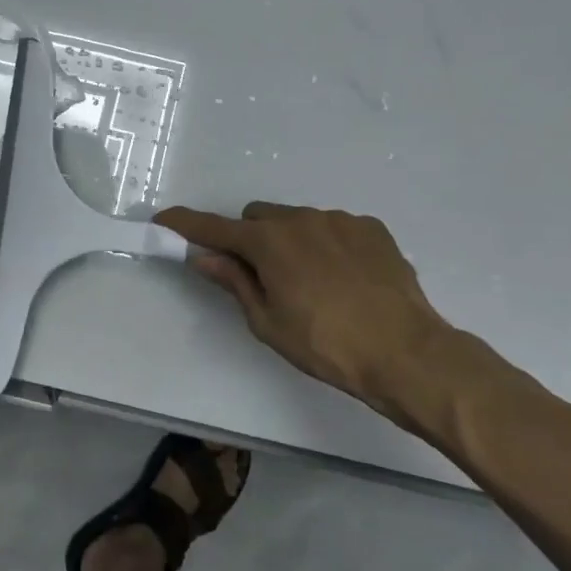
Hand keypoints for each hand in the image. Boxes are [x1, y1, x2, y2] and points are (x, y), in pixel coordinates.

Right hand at [155, 202, 462, 428]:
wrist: (407, 353)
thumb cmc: (326, 345)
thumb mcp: (268, 322)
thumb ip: (235, 282)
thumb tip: (204, 257)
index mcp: (268, 242)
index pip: (213, 228)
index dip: (185, 224)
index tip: (163, 220)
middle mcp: (300, 219)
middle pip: (257, 218)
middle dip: (249, 239)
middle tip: (261, 277)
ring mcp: (339, 219)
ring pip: (296, 220)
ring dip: (289, 241)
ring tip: (312, 284)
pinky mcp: (370, 228)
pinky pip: (333, 227)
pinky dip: (325, 245)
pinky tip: (344, 279)